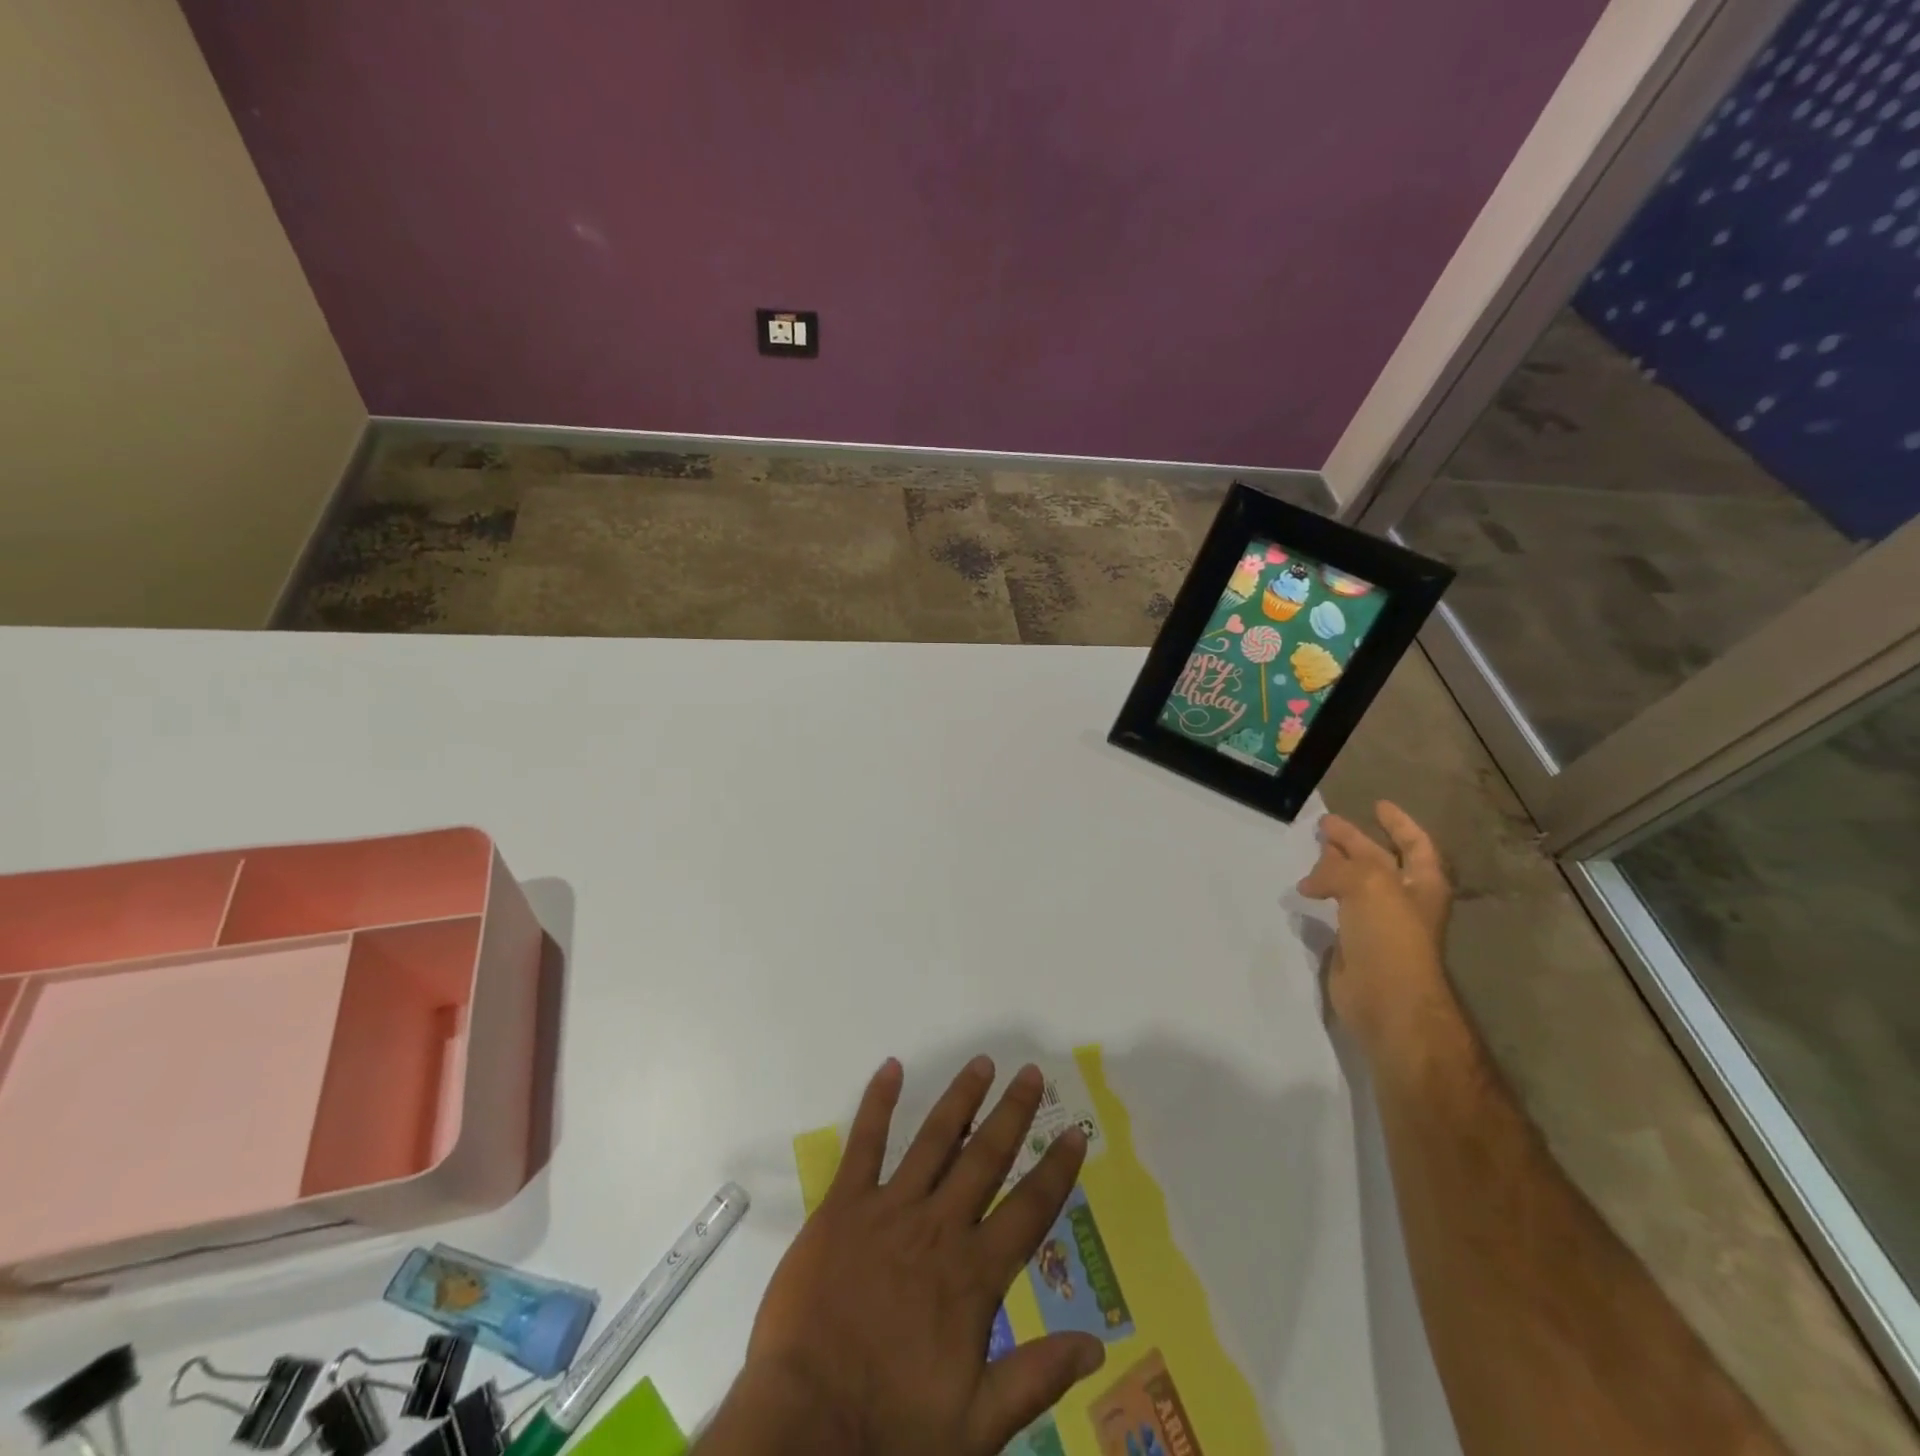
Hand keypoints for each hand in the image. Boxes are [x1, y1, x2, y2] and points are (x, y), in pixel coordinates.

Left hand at [701, 1057, 1105, 1455]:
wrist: (806, 1427)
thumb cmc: (893, 1430)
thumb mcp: (977, 1425)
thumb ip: (1037, 1378)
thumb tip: (1097, 1346)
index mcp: (973, 1275)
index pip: (1029, 1209)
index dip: (1055, 1169)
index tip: (1076, 1132)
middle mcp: (939, 1227)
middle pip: (985, 1157)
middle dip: (1013, 1113)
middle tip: (1032, 1073)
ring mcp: (890, 1209)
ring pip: (935, 1139)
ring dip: (961, 1098)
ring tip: (982, 1063)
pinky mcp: (844, 1206)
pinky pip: (865, 1144)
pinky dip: (878, 1103)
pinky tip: (891, 1068)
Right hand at [1298, 801, 1452, 1056]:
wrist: (1387, 999)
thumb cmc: (1390, 936)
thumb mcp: (1368, 885)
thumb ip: (1339, 869)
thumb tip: (1311, 881)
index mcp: (1422, 883)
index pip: (1415, 843)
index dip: (1398, 822)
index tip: (1376, 804)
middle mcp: (1405, 900)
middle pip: (1378, 860)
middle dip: (1354, 841)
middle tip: (1325, 825)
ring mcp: (1380, 923)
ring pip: (1355, 884)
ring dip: (1335, 867)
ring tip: (1311, 852)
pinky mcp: (1356, 943)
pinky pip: (1339, 908)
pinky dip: (1324, 894)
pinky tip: (1305, 890)